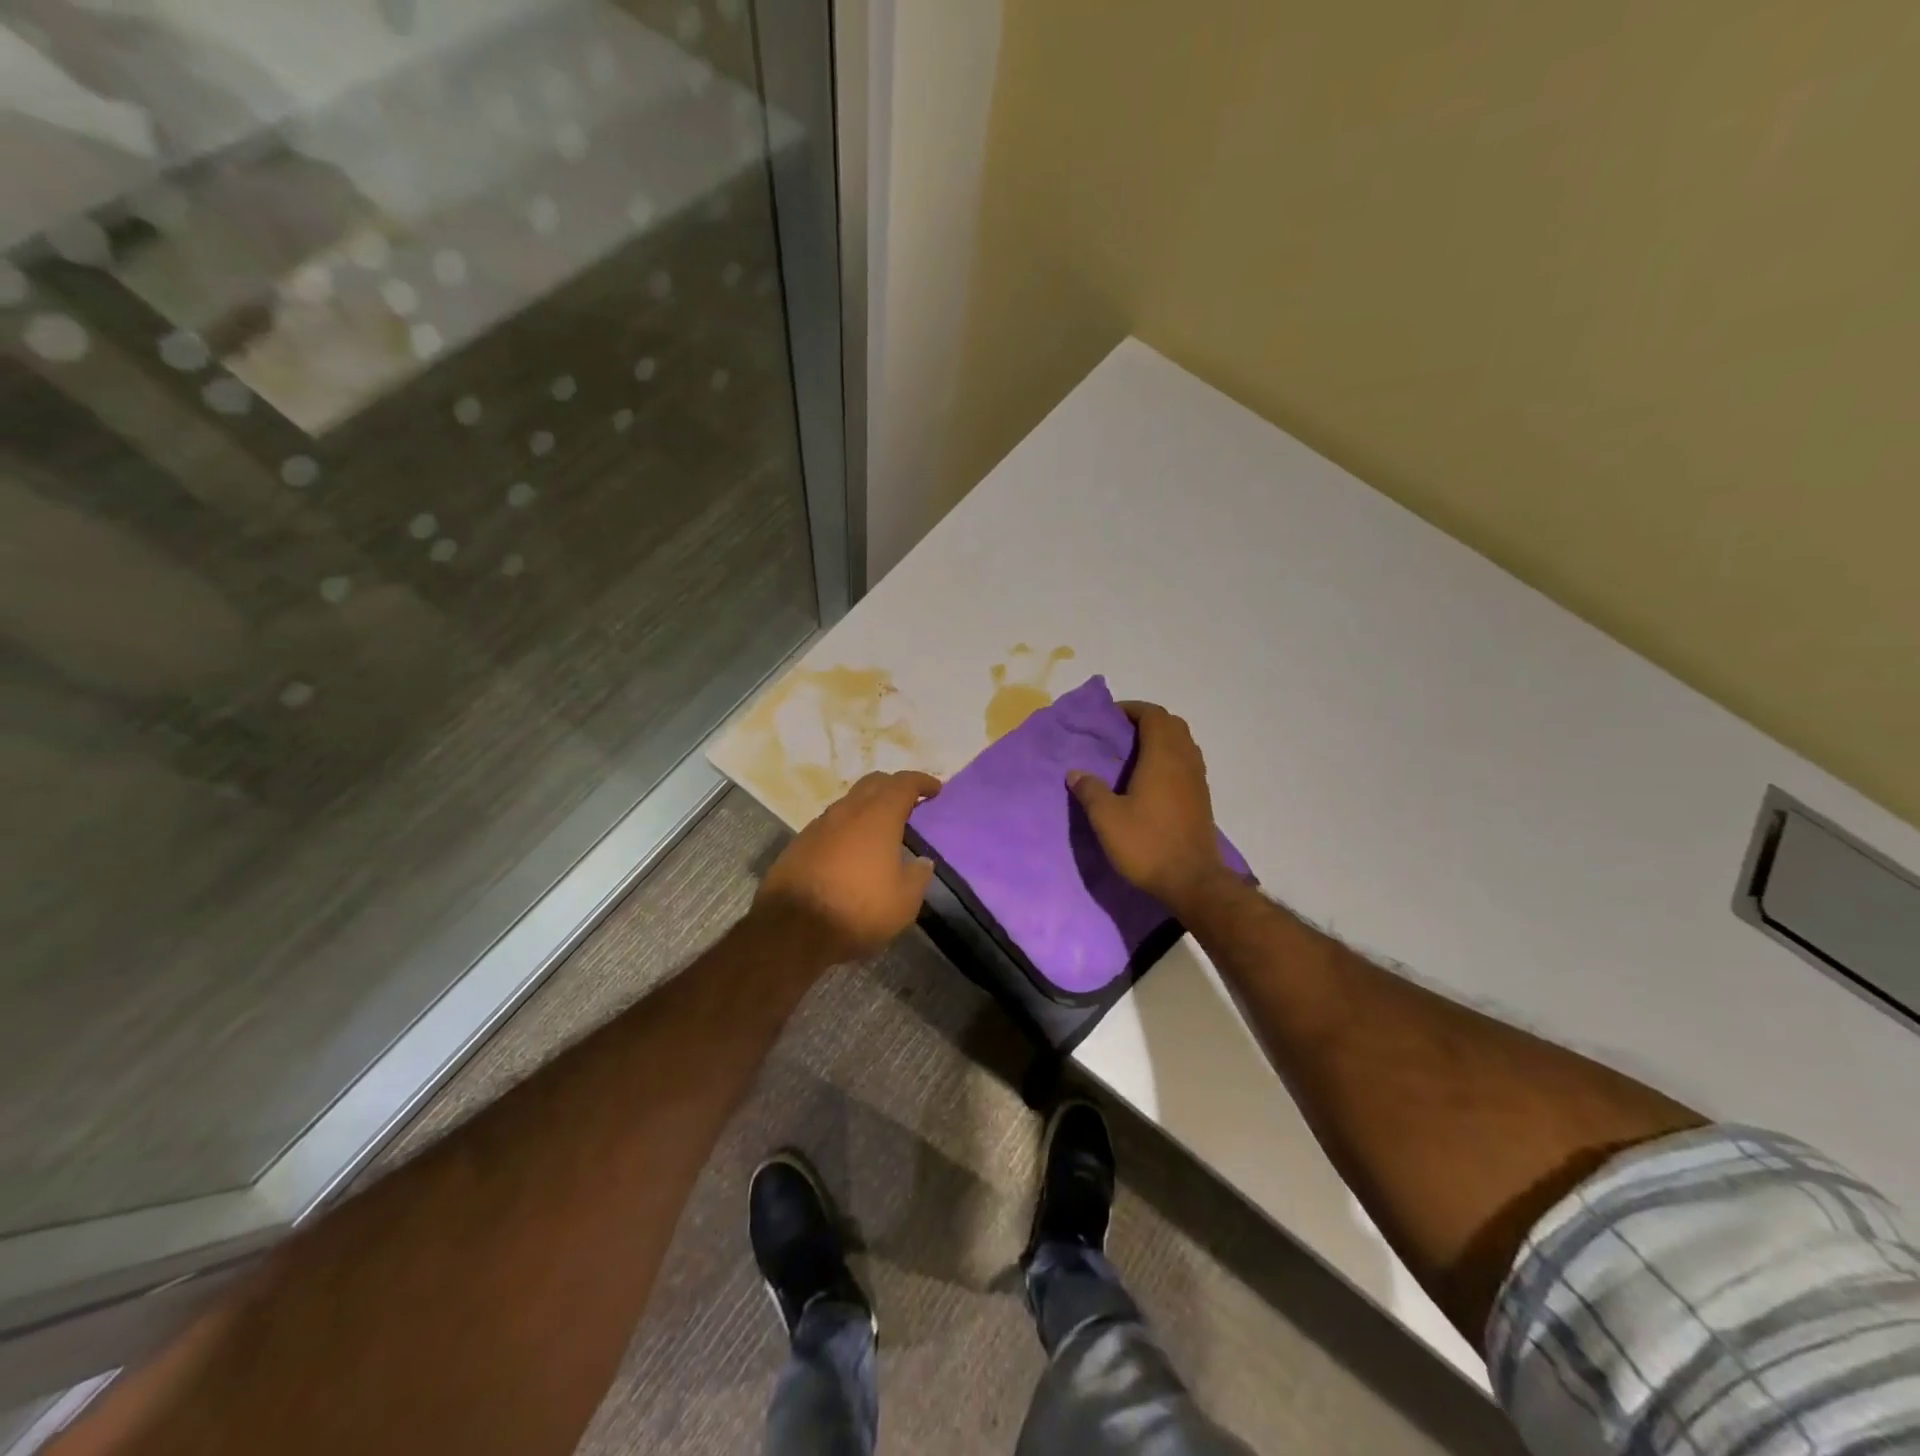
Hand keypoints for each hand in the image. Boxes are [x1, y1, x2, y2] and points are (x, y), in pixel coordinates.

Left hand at [755, 770, 941, 965]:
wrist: (792, 929)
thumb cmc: (857, 910)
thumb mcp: (904, 902)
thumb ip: (918, 876)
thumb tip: (922, 861)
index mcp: (878, 817)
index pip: (903, 784)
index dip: (921, 782)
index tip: (935, 789)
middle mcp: (847, 811)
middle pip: (873, 783)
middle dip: (893, 786)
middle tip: (909, 801)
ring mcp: (818, 825)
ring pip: (849, 803)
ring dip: (867, 807)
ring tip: (881, 827)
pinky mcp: (799, 844)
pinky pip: (831, 825)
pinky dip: (847, 828)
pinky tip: (852, 849)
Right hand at [1069, 702, 1229, 916]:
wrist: (1192, 881)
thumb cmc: (1147, 844)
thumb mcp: (1107, 819)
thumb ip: (1090, 791)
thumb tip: (1076, 772)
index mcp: (1163, 757)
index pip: (1153, 715)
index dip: (1133, 710)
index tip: (1110, 717)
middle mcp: (1185, 761)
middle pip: (1172, 725)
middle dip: (1147, 721)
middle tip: (1120, 734)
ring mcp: (1198, 780)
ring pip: (1183, 744)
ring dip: (1161, 739)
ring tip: (1134, 754)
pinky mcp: (1202, 799)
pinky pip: (1187, 763)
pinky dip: (1170, 759)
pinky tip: (1151, 780)